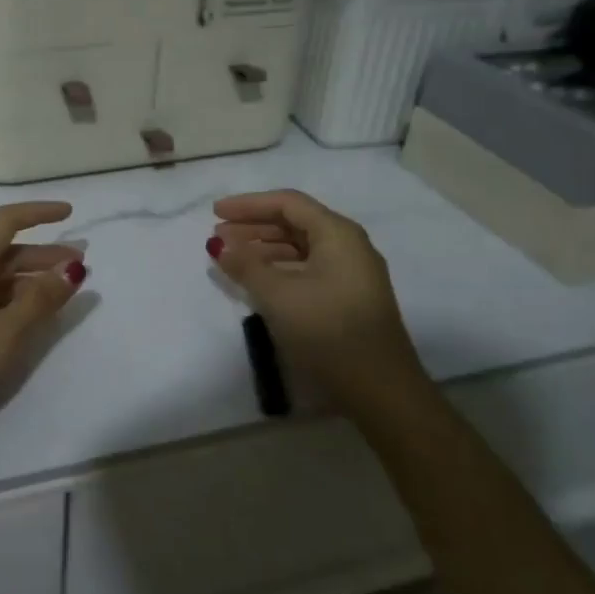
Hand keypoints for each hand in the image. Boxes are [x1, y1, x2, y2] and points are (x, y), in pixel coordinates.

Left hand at [0, 202, 85, 453]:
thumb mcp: (5, 333)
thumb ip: (40, 300)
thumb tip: (71, 267)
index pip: (5, 222)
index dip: (38, 213)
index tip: (70, 214)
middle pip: (3, 252)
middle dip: (43, 254)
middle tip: (81, 267)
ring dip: (30, 280)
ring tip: (61, 294)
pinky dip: (13, 301)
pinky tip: (28, 320)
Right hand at [208, 190, 426, 418]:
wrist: (379, 390)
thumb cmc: (327, 330)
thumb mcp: (278, 295)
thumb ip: (246, 265)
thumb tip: (220, 245)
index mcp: (337, 234)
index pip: (287, 203)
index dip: (248, 204)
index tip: (215, 213)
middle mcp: (348, 246)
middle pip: (294, 223)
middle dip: (253, 227)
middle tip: (217, 237)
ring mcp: (351, 274)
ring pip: (300, 248)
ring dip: (263, 248)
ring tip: (231, 258)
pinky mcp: (348, 299)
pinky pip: (307, 269)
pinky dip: (278, 268)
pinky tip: (257, 281)